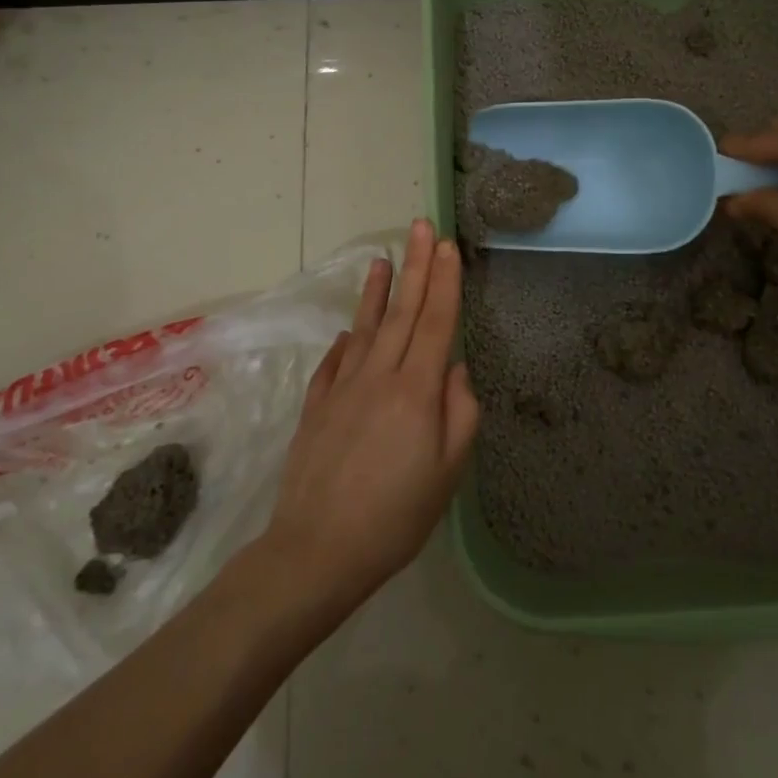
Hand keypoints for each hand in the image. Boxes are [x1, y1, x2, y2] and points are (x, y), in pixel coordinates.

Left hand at [262, 220, 478, 616]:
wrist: (317, 550)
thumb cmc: (395, 516)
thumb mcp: (447, 473)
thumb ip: (460, 414)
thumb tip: (455, 370)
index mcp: (416, 390)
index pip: (435, 322)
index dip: (444, 281)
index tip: (448, 246)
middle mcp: (378, 376)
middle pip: (402, 312)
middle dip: (416, 266)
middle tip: (421, 226)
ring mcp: (343, 388)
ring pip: (366, 328)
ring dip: (377, 292)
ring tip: (382, 259)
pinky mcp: (318, 407)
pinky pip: (335, 362)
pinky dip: (346, 340)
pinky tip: (350, 330)